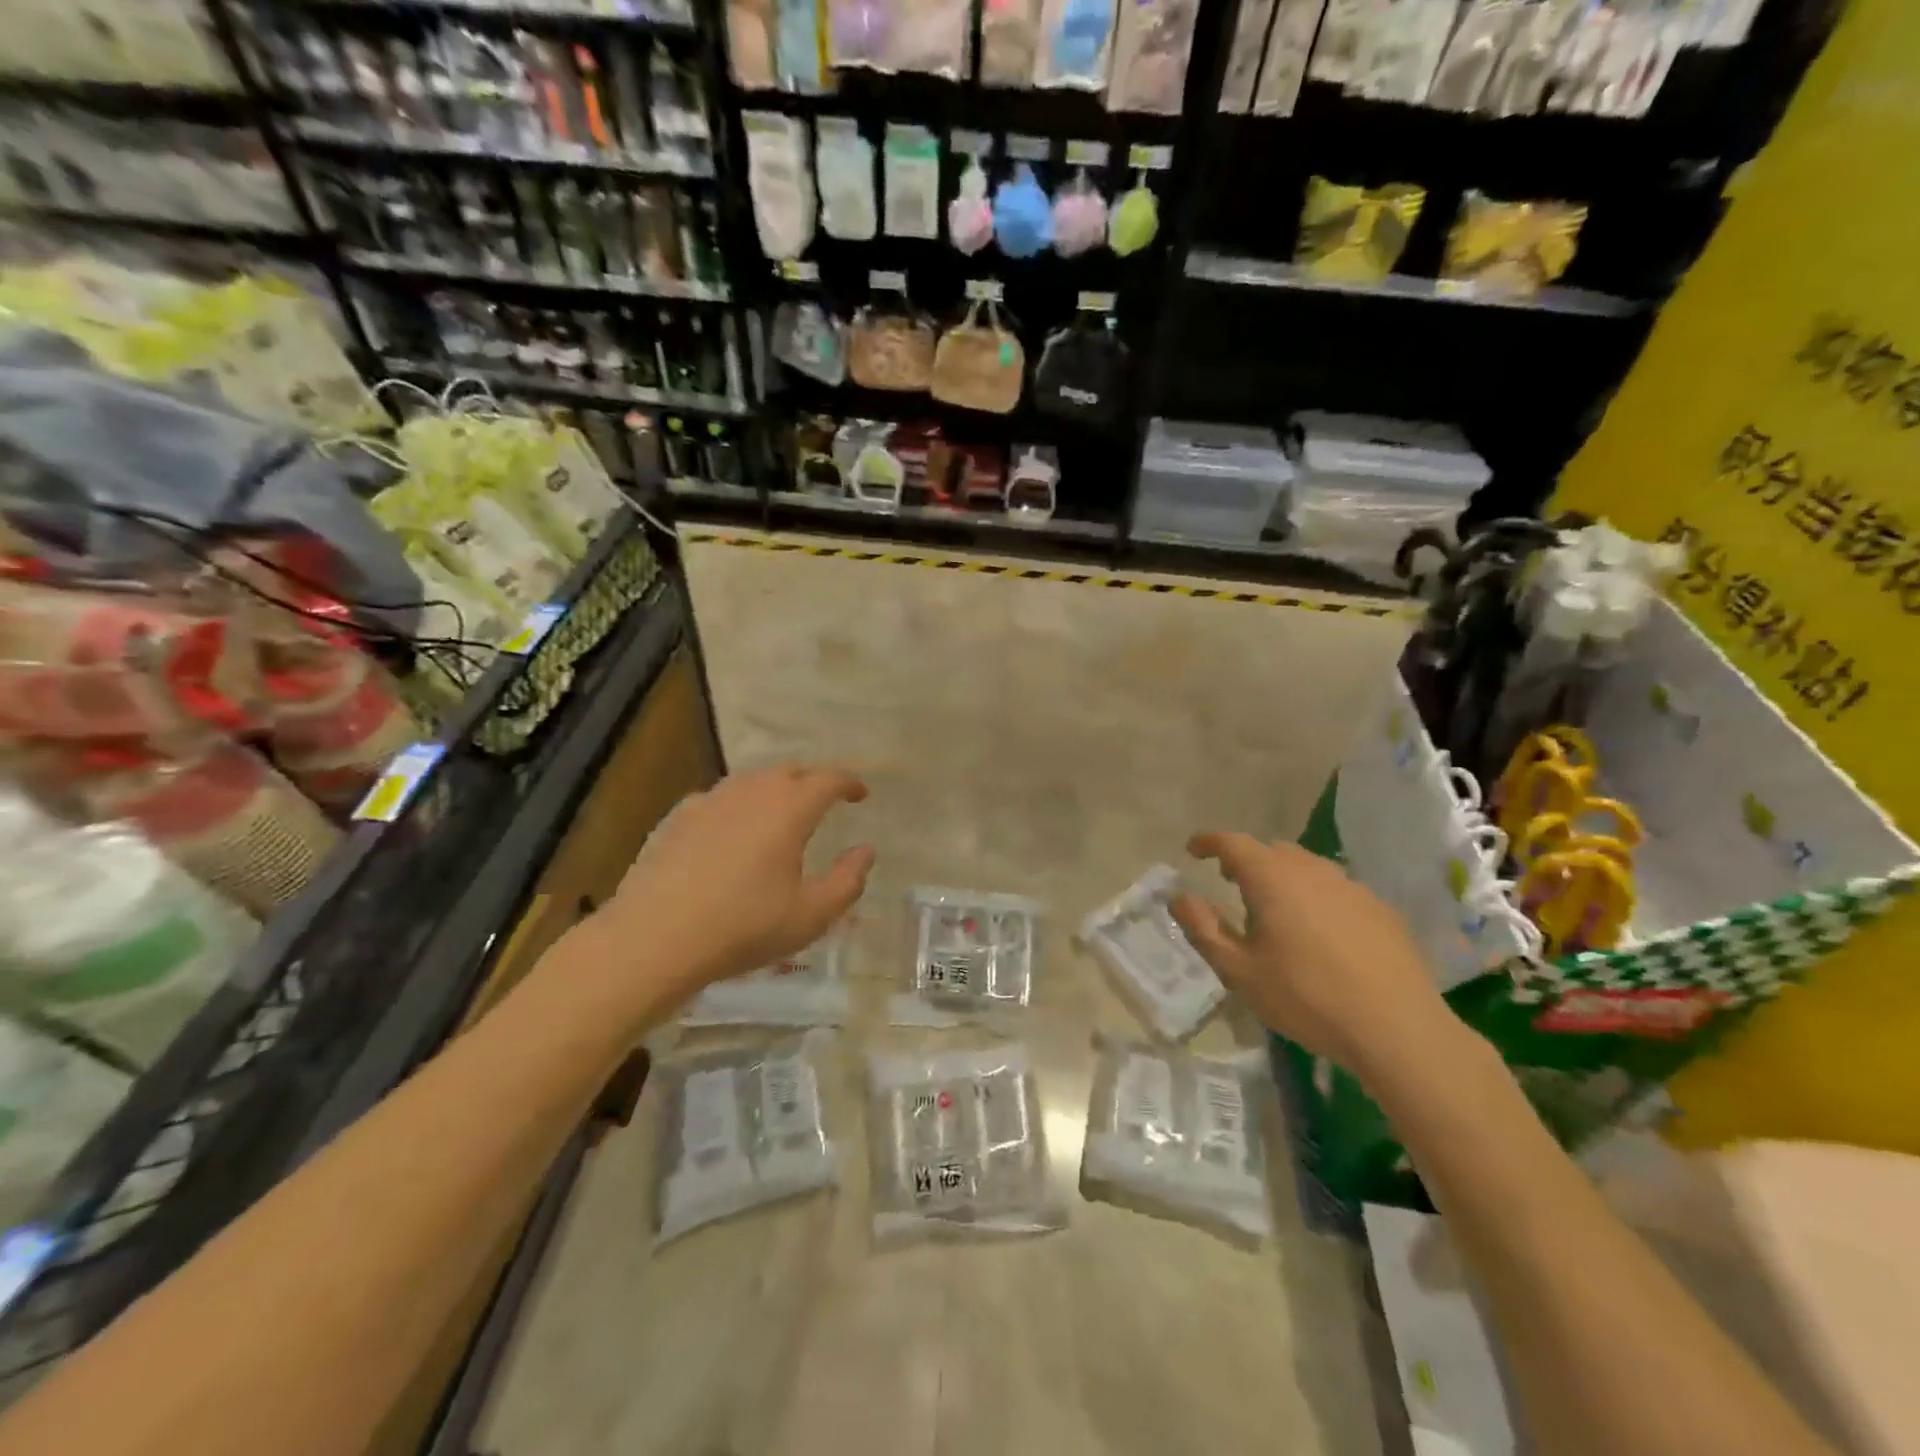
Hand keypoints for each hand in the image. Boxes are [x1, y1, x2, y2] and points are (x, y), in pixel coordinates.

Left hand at [570, 766, 873, 1022]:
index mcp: (789, 809)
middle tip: (823, 802)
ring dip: (773, 790)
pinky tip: (730, 830)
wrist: (656, 937)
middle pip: (789, 771)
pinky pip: (718, 799)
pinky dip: (736, 806)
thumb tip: (865, 851)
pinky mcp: (678, 818)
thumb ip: (847, 881)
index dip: (849, 783)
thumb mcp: (811, 916)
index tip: (861, 794)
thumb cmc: (744, 927)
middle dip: (811, 781)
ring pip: (751, 781)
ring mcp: (710, 801)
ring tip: (779, 813)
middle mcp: (751, 793)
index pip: (828, 779)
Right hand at [1169, 834, 1464, 1084]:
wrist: (1397, 1028)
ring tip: (1274, 907)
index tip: (1193, 850)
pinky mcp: (1380, 909)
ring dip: (1282, 876)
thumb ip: (1203, 928)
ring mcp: (1351, 886)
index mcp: (1272, 878)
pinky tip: (1320, 931)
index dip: (1208, 842)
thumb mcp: (1239, 971)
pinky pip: (1336, 888)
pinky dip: (1315, 895)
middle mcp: (1311, 870)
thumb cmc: (1306, 997)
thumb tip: (1179, 896)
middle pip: (1271, 850)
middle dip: (1246, 860)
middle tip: (1230, 882)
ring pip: (1306, 867)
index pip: (1232, 843)